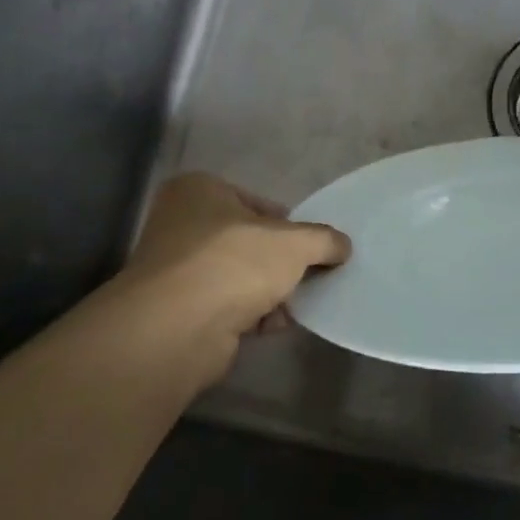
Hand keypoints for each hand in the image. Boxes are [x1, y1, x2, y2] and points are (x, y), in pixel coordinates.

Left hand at [117, 172, 350, 342]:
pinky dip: (253, 315)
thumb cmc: (234, 263)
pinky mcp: (180, 311)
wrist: (178, 327)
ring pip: (240, 276)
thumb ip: (324, 239)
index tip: (311, 246)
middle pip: (249, 241)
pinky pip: (228, 307)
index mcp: (198, 191)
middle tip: (311, 275)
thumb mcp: (295, 242)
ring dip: (271, 291)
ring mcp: (177, 270)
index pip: (256, 202)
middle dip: (281, 262)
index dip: (289, 224)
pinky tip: (278, 324)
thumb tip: (342, 246)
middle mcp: (180, 224)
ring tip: (300, 303)